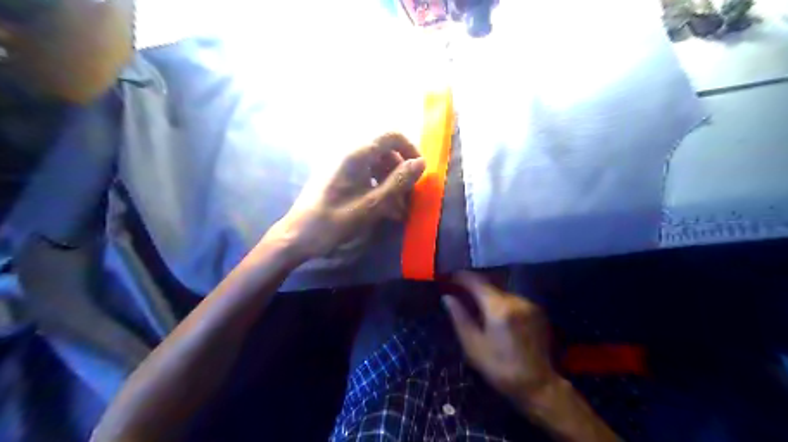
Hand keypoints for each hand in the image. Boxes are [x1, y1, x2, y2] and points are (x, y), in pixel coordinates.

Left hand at [268, 132, 425, 262]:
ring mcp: (343, 167)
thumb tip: (421, 163)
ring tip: (398, 210)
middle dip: (401, 172)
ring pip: (377, 166)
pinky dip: (378, 189)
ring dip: (391, 184)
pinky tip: (384, 211)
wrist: (297, 236)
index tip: (419, 173)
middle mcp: (349, 154)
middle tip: (408, 198)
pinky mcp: (339, 179)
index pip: (391, 136)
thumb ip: (398, 182)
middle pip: (385, 152)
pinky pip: (365, 177)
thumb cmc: (334, 221)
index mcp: (356, 155)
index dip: (410, 150)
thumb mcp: (371, 204)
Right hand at [446, 273, 555, 407]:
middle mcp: (516, 299)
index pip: (477, 281)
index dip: (461, 276)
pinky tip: (495, 313)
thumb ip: (459, 317)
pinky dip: (501, 301)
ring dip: (488, 294)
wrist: (537, 384)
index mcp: (498, 307)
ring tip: (476, 303)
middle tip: (459, 290)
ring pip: (502, 291)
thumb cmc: (499, 367)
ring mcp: (529, 304)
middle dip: (474, 285)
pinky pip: (513, 299)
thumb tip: (447, 297)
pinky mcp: (537, 311)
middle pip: (490, 284)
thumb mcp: (472, 345)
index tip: (449, 276)